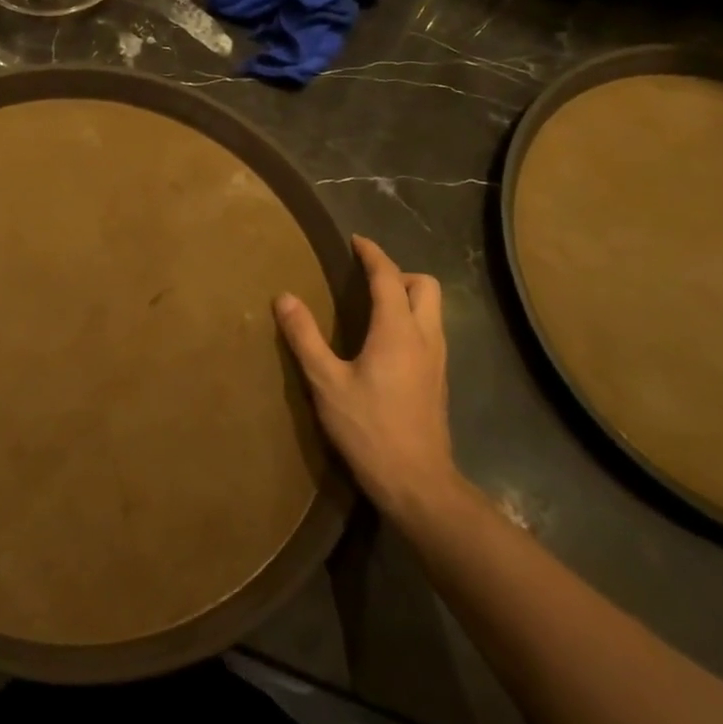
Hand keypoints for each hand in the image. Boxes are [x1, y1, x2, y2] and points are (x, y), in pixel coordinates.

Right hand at [275, 235, 464, 527]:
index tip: (355, 241)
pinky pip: (430, 331)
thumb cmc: (368, 428)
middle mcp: (425, 336)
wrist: (417, 482)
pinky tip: (384, 344)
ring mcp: (438, 359)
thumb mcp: (326, 382)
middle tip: (365, 281)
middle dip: (397, 273)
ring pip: (432, 309)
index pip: (388, 277)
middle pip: (425, 285)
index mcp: (397, 330)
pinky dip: (410, 319)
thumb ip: (305, 337)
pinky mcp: (438, 379)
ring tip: (371, 308)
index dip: (373, 254)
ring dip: (407, 296)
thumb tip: (284, 297)